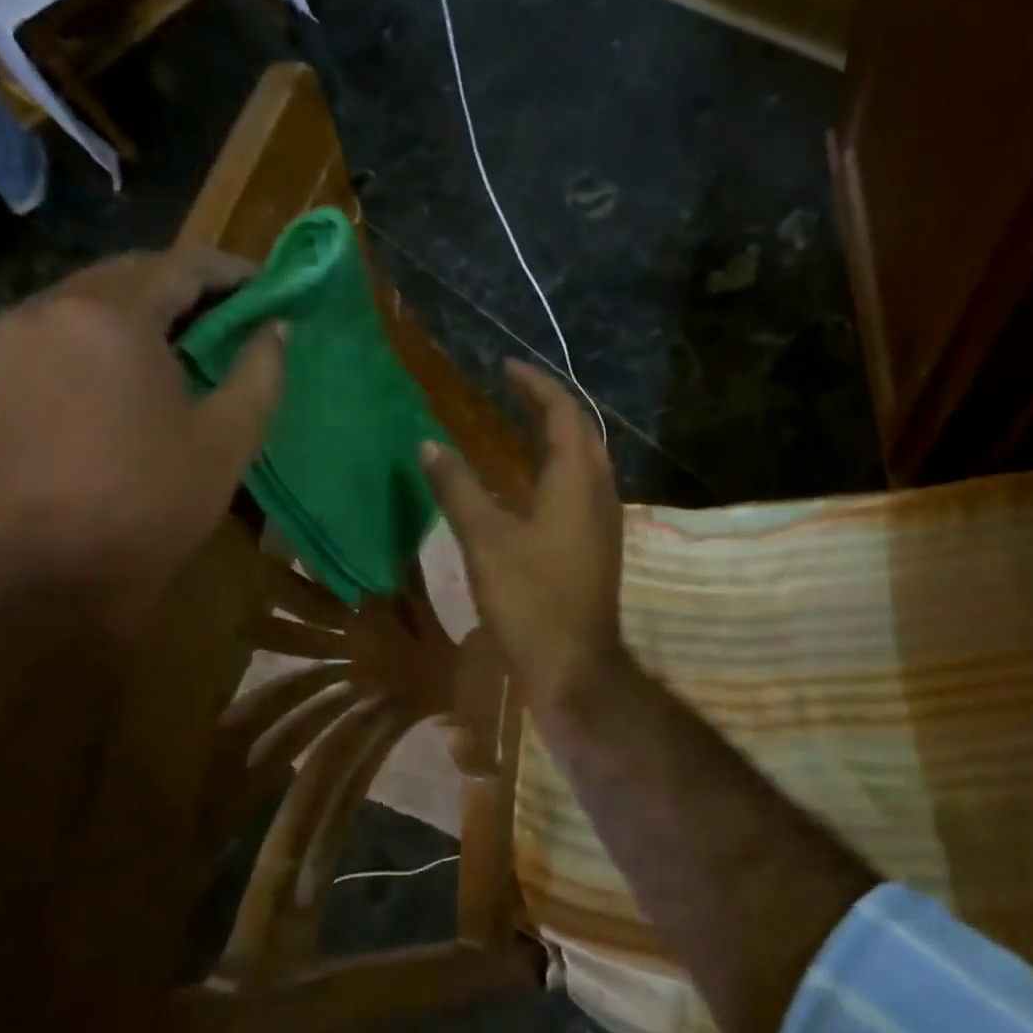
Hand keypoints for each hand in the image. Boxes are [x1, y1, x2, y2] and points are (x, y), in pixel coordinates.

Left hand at [0, 241, 285, 623]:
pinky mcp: (5, 368)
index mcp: (110, 315)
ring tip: (202, 336)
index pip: (182, 265)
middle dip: (193, 285)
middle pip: (136, 271)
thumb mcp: (230, 434)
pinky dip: (116, 326)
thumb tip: (275, 326)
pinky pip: (71, 322)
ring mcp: (18, 335)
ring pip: (99, 293)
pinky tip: (150, 360)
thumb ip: (261, 367)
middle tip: (242, 313)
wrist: (60, 574)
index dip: (233, 272)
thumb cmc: (156, 501)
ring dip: (154, 304)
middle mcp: (53, 305)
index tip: (272, 288)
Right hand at [422, 360, 625, 709]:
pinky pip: (581, 486)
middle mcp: (599, 490)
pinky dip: (557, 468)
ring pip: (585, 460)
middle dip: (549, 405)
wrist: (575, 664)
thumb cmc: (530, 598)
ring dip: (556, 436)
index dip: (535, 386)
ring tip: (519, 426)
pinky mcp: (598, 543)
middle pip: (580, 431)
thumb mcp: (484, 539)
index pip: (562, 412)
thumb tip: (429, 444)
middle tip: (512, 391)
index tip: (506, 367)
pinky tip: (530, 483)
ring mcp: (603, 519)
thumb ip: (457, 487)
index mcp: (576, 479)